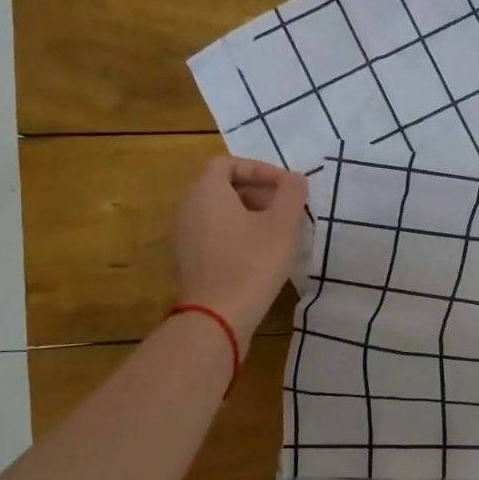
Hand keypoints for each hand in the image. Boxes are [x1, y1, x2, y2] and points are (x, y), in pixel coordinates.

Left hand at [173, 156, 309, 336]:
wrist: (217, 316)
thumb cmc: (252, 263)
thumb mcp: (283, 224)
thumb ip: (292, 193)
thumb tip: (294, 179)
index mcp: (207, 192)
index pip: (227, 163)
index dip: (259, 169)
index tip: (286, 186)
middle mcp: (188, 208)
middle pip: (222, 187)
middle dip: (257, 192)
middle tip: (286, 209)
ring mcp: (184, 237)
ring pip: (218, 213)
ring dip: (248, 215)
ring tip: (278, 233)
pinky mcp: (188, 262)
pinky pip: (213, 236)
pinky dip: (236, 235)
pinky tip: (260, 256)